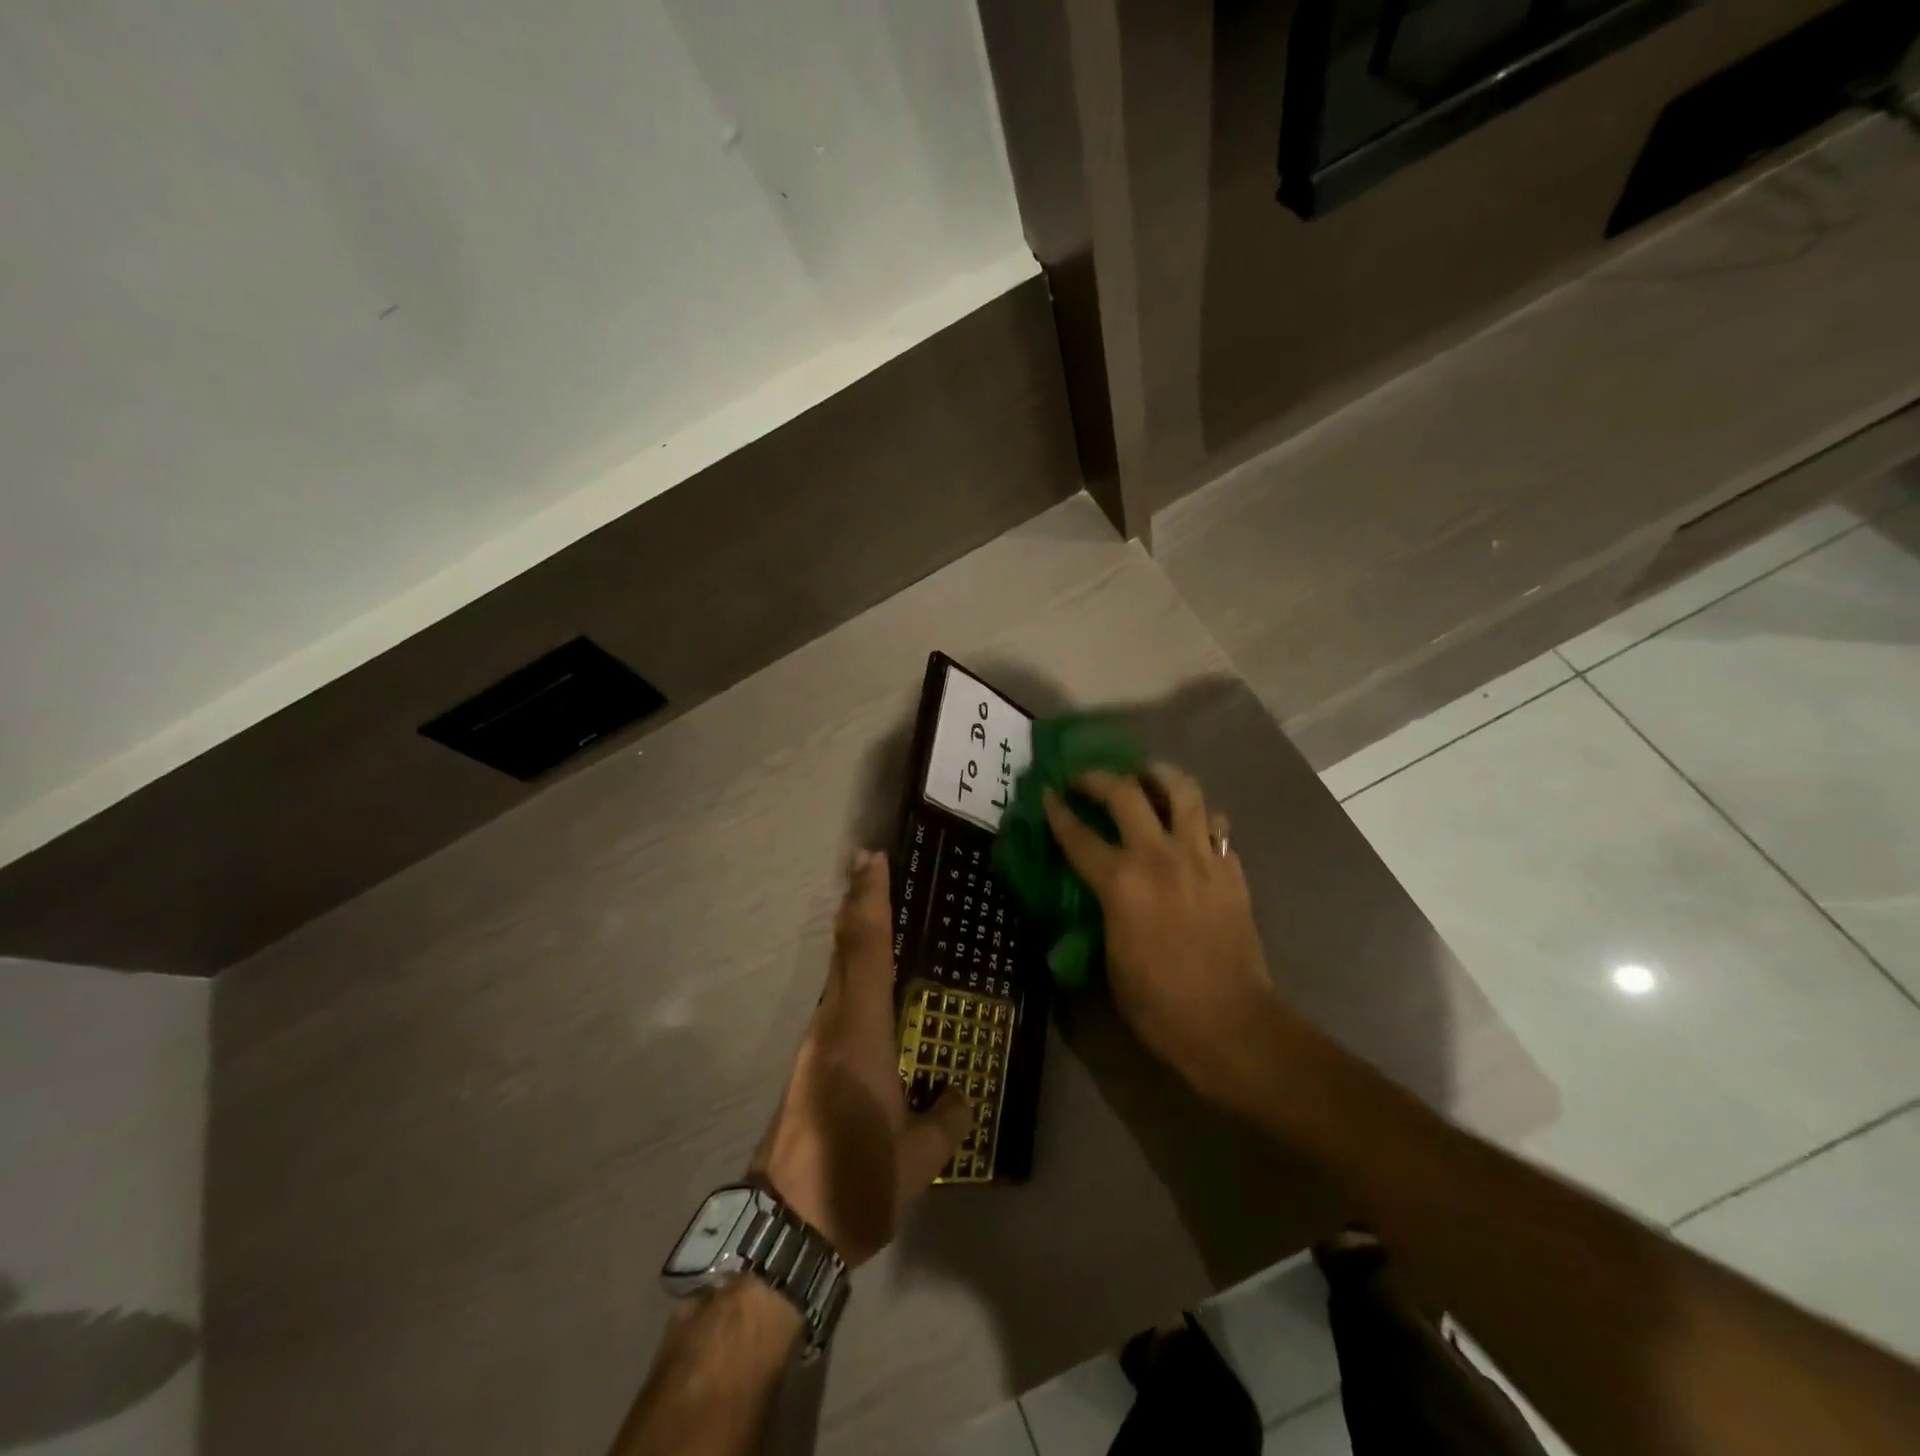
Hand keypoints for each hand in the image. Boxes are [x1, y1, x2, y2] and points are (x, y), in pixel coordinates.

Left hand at [753, 850, 972, 1266]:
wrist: (781, 1229)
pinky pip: (834, 1000)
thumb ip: (946, 1122)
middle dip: (856, 903)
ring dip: (852, 936)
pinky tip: (865, 985)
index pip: (865, 951)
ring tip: (871, 910)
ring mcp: (813, 1046)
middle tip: (869, 864)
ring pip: (835, 973)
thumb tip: (962, 1097)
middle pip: (843, 950)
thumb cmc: (853, 1184)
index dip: (869, 901)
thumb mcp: (916, 1161)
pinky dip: (849, 972)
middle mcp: (831, 1027)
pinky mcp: (807, 1066)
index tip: (872, 859)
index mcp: (859, 1035)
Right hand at [1043, 766, 1287, 1108]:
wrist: (1229, 1023)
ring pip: (1183, 791)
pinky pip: (1216, 825)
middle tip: (1087, 780)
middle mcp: (1160, 857)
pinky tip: (1189, 825)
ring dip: (1159, 775)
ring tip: (1146, 776)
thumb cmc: (1158, 1003)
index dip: (1058, 811)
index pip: (1078, 835)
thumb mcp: (1110, 958)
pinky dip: (1199, 817)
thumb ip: (1103, 910)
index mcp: (1121, 883)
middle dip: (1099, 778)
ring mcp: (1201, 858)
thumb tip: (1101, 888)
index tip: (1047, 793)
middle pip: (1126, 793)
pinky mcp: (1231, 869)